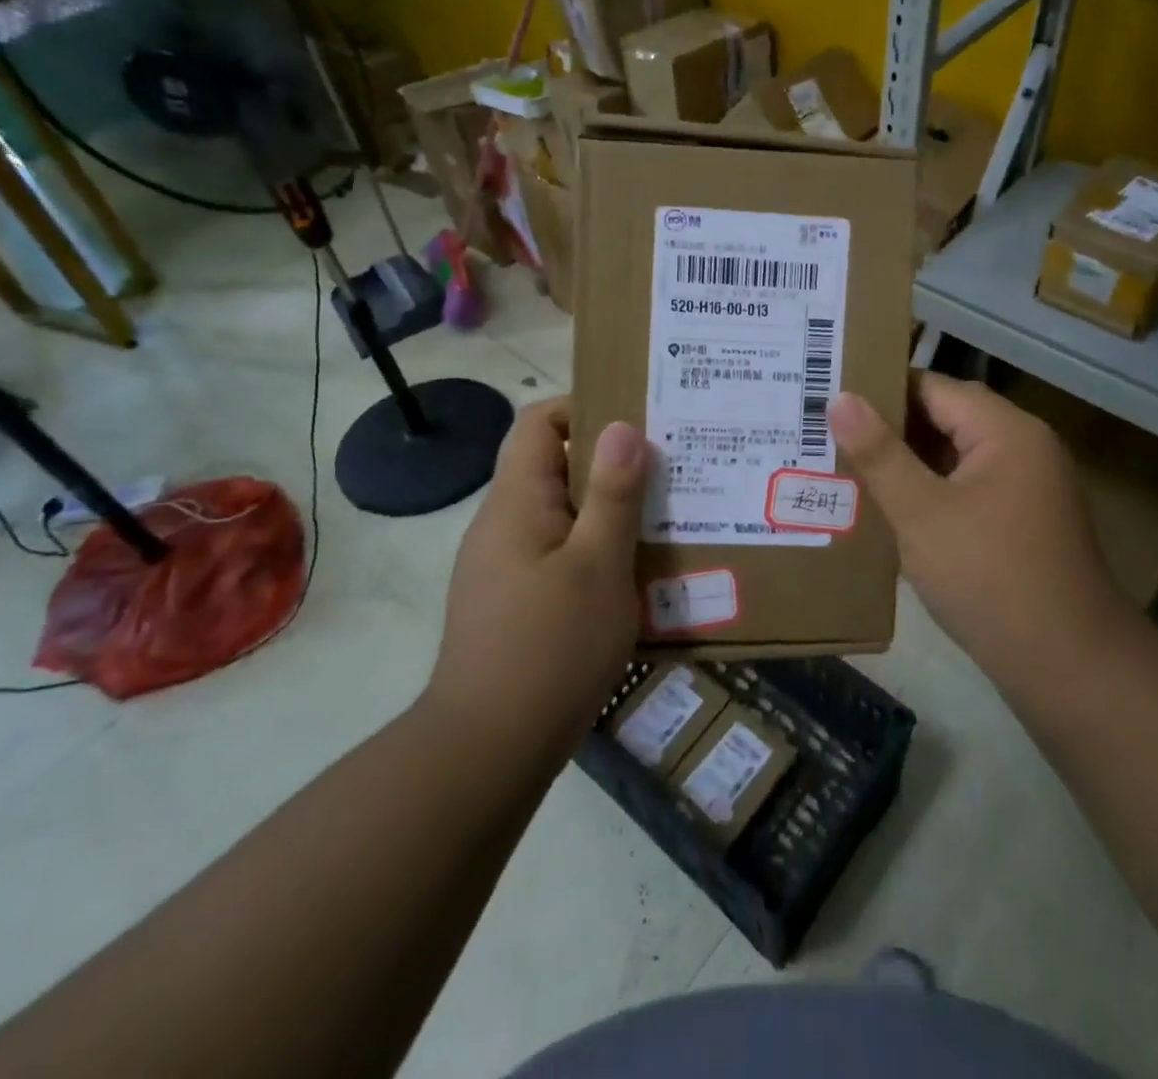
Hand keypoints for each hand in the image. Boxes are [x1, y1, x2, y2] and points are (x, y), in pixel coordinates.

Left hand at [425, 399, 646, 752]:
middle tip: (668, 469)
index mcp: (516, 501)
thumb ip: (613, 494)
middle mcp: (502, 524)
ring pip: (560, 513)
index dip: (584, 408)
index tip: (638, 422)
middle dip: (610, 462)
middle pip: (553, 466)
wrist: (488, 750)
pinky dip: (593, 548)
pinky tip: (633, 573)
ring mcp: (503, 565)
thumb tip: (622, 426)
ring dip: (606, 510)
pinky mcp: (513, 601)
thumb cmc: (551, 647)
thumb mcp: (598, 565)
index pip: (538, 422)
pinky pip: (556, 552)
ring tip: (663, 517)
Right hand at [828, 373, 1127, 695]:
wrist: (1066, 665)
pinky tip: (891, 508)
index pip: (933, 387)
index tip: (830, 400)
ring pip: (955, 456)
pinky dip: (931, 490)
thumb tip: (840, 398)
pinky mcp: (1022, 520)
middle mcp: (1023, 447)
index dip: (880, 390)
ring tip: (849, 466)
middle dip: (890, 428)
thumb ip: (879, 453)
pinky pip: (967, 487)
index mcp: (1006, 431)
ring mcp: (1027, 486)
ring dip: (909, 462)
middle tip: (829, 434)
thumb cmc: (988, 577)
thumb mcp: (921, 512)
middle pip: (947, 418)